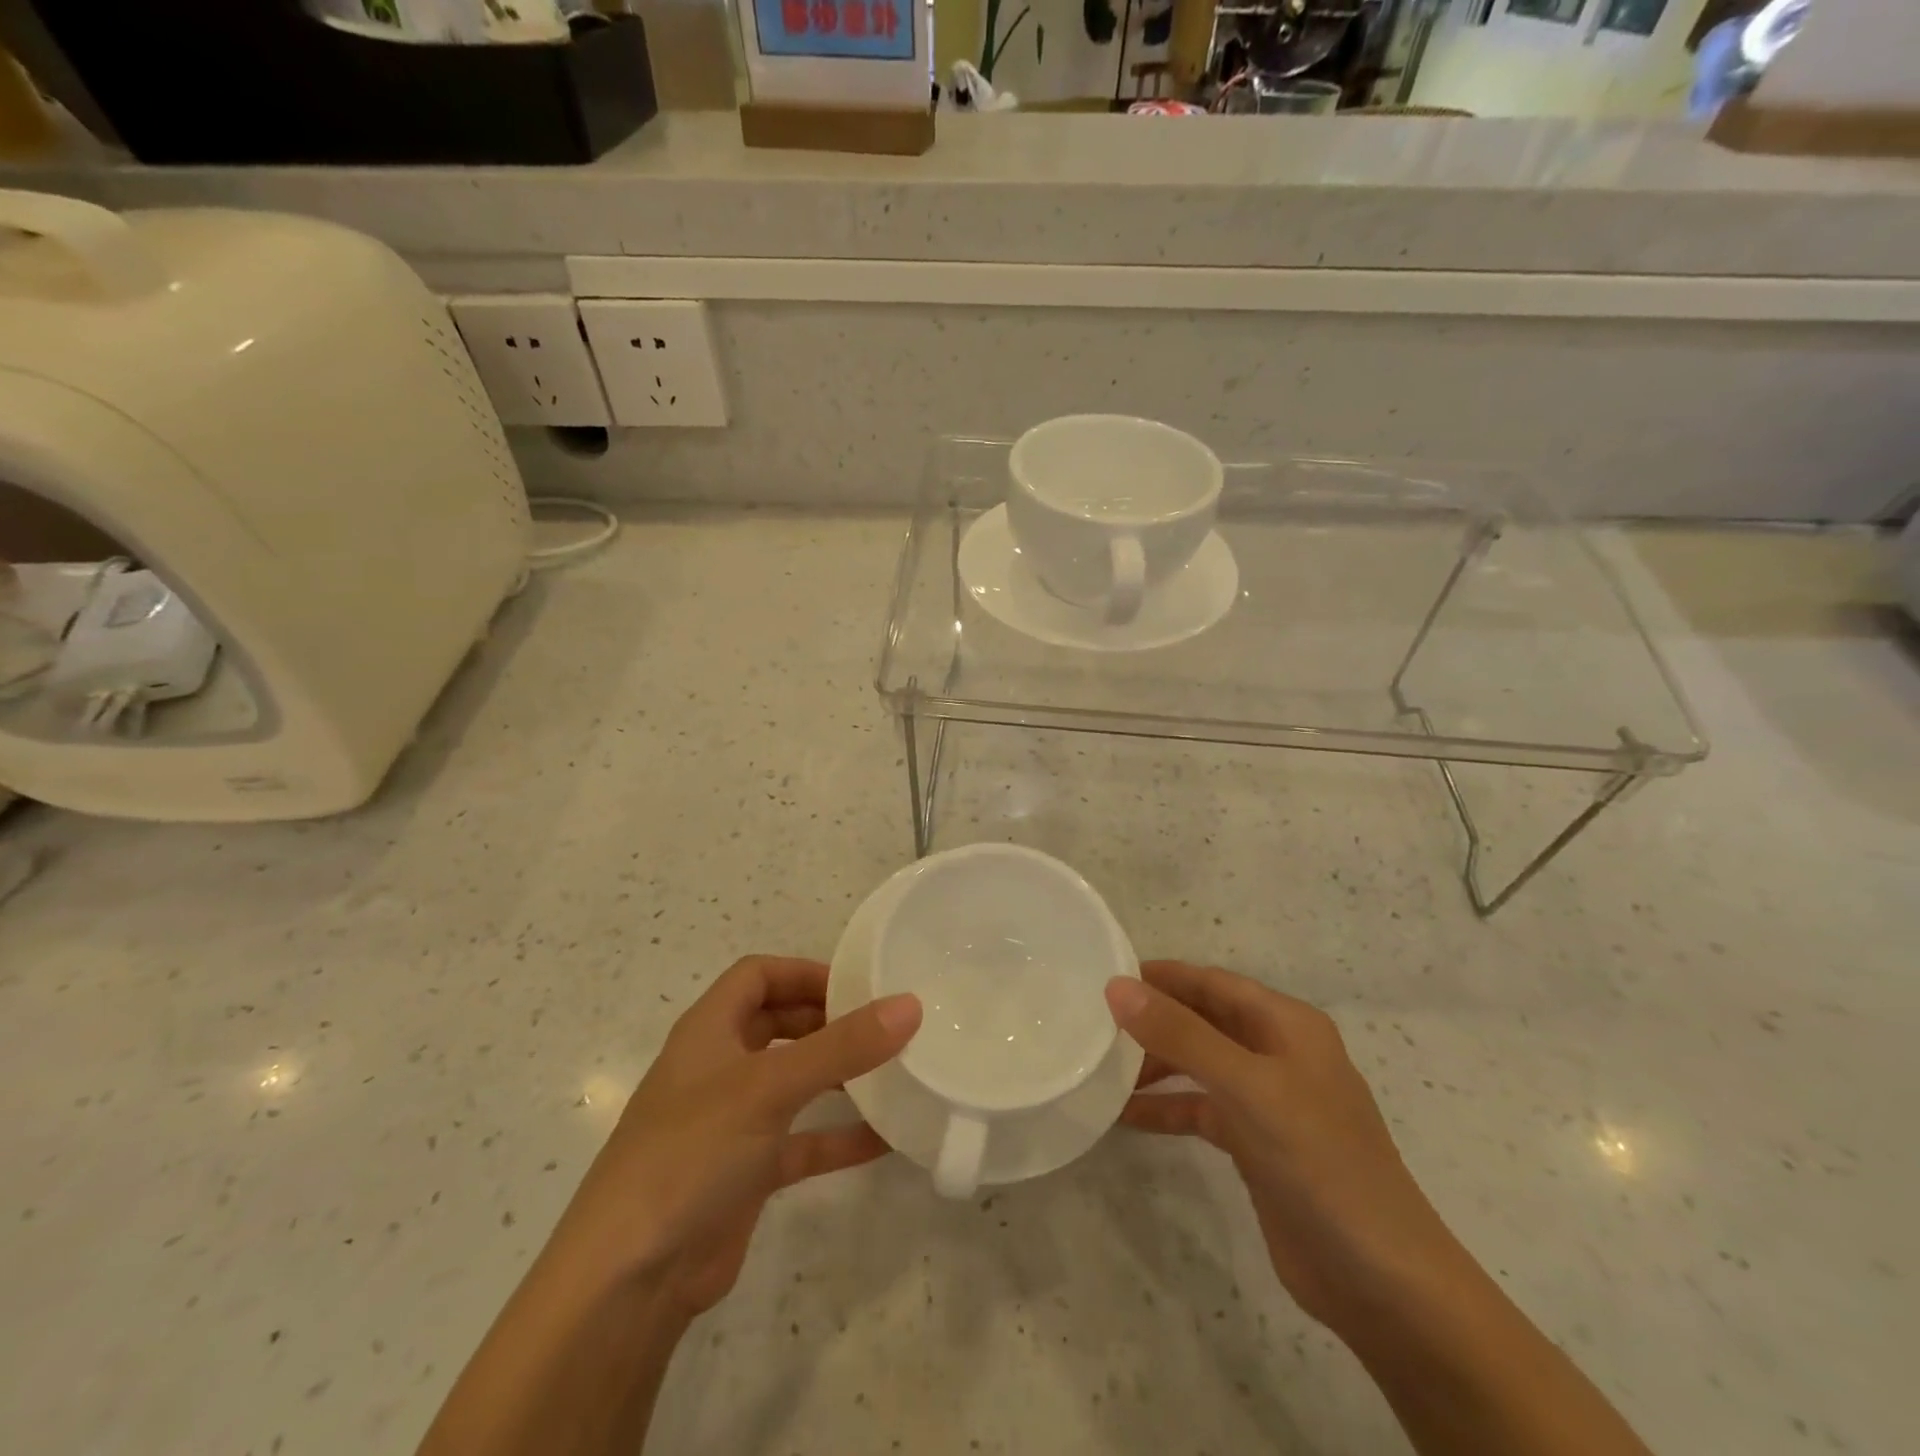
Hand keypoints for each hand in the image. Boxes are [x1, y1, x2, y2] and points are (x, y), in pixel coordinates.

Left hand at [554, 955, 920, 1320]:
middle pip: (777, 1023)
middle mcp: (718, 1068)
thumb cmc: (691, 1154)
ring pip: (792, 1082)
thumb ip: (842, 1046)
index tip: (857, 987)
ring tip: (891, 1072)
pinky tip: (884, 1140)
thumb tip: (910, 1004)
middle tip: (881, 1027)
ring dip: (836, 1076)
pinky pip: (801, 1141)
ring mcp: (731, 1123)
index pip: (758, 976)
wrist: (629, 1281)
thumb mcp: (770, 1088)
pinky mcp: (745, 1174)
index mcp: (709, 1031)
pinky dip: (837, 1136)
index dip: (804, 972)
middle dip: (826, 1021)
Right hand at [1107, 961, 1470, 1338]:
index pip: (1212, 982)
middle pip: (1204, 1020)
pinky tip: (1125, 1116)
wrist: (1383, 1283)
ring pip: (1199, 1064)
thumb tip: (1116, 987)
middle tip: (1094, 1023)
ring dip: (1155, 1064)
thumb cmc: (1319, 1163)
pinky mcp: (1258, 1145)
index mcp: (1286, 1024)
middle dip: (1154, 1018)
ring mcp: (1269, 1101)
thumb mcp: (1247, 1088)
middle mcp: (1278, 1053)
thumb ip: (1181, 1034)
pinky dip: (1167, 1108)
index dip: (1161, 976)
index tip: (1105, 976)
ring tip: (1101, 1068)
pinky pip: (1201, 1110)